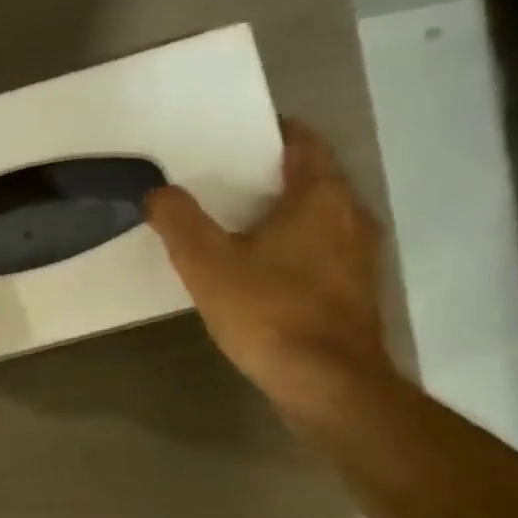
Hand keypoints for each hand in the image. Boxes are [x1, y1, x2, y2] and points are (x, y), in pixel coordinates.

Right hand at [144, 118, 392, 416]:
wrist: (329, 385)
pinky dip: (293, 248)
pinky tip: (259, 271)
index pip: (302, 140)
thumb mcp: (206, 263)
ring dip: (281, 215)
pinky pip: (321, 251)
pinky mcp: (356, 292)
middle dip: (267, 176)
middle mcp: (351, 215)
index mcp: (322, 195)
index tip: (230, 136)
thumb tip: (158, 191)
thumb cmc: (269, 312)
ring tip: (233, 224)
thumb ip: (178, 220)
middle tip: (219, 181)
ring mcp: (360, 256)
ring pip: (317, 217)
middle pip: (310, 178)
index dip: (267, 131)